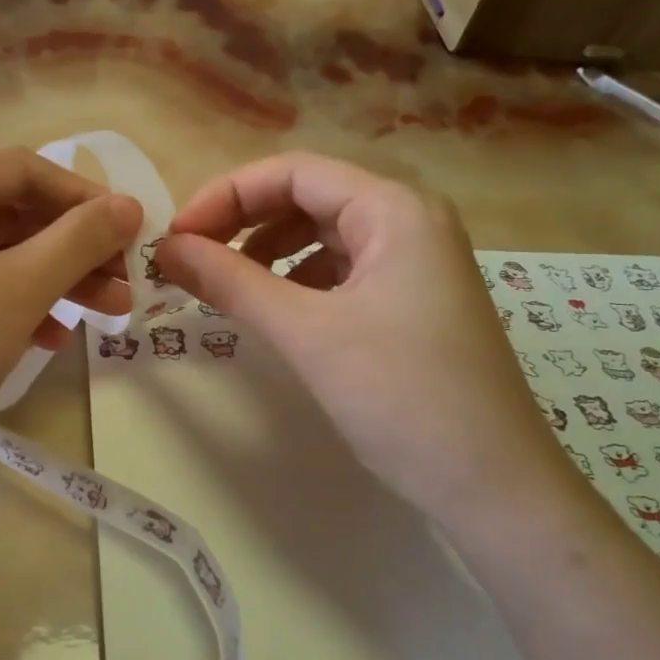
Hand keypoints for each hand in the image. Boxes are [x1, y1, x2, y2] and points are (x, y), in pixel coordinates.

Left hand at [0, 150, 142, 516]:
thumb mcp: (17, 292)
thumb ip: (79, 240)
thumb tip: (130, 205)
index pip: (19, 170)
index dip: (84, 197)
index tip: (131, 232)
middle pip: (4, 215)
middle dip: (72, 249)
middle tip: (124, 284)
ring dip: (48, 281)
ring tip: (101, 317)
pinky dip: (8, 306)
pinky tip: (46, 339)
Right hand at [154, 152, 582, 529]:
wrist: (493, 486)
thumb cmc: (402, 397)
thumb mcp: (307, 333)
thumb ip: (231, 282)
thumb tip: (166, 248)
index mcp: (394, 209)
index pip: (293, 172)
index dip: (226, 195)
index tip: (177, 238)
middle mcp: (409, 221)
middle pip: (308, 197)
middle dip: (243, 222)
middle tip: (190, 260)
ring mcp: (415, 262)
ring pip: (323, 235)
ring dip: (267, 251)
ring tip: (224, 284)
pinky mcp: (411, 301)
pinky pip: (340, 270)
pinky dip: (297, 280)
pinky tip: (273, 308)